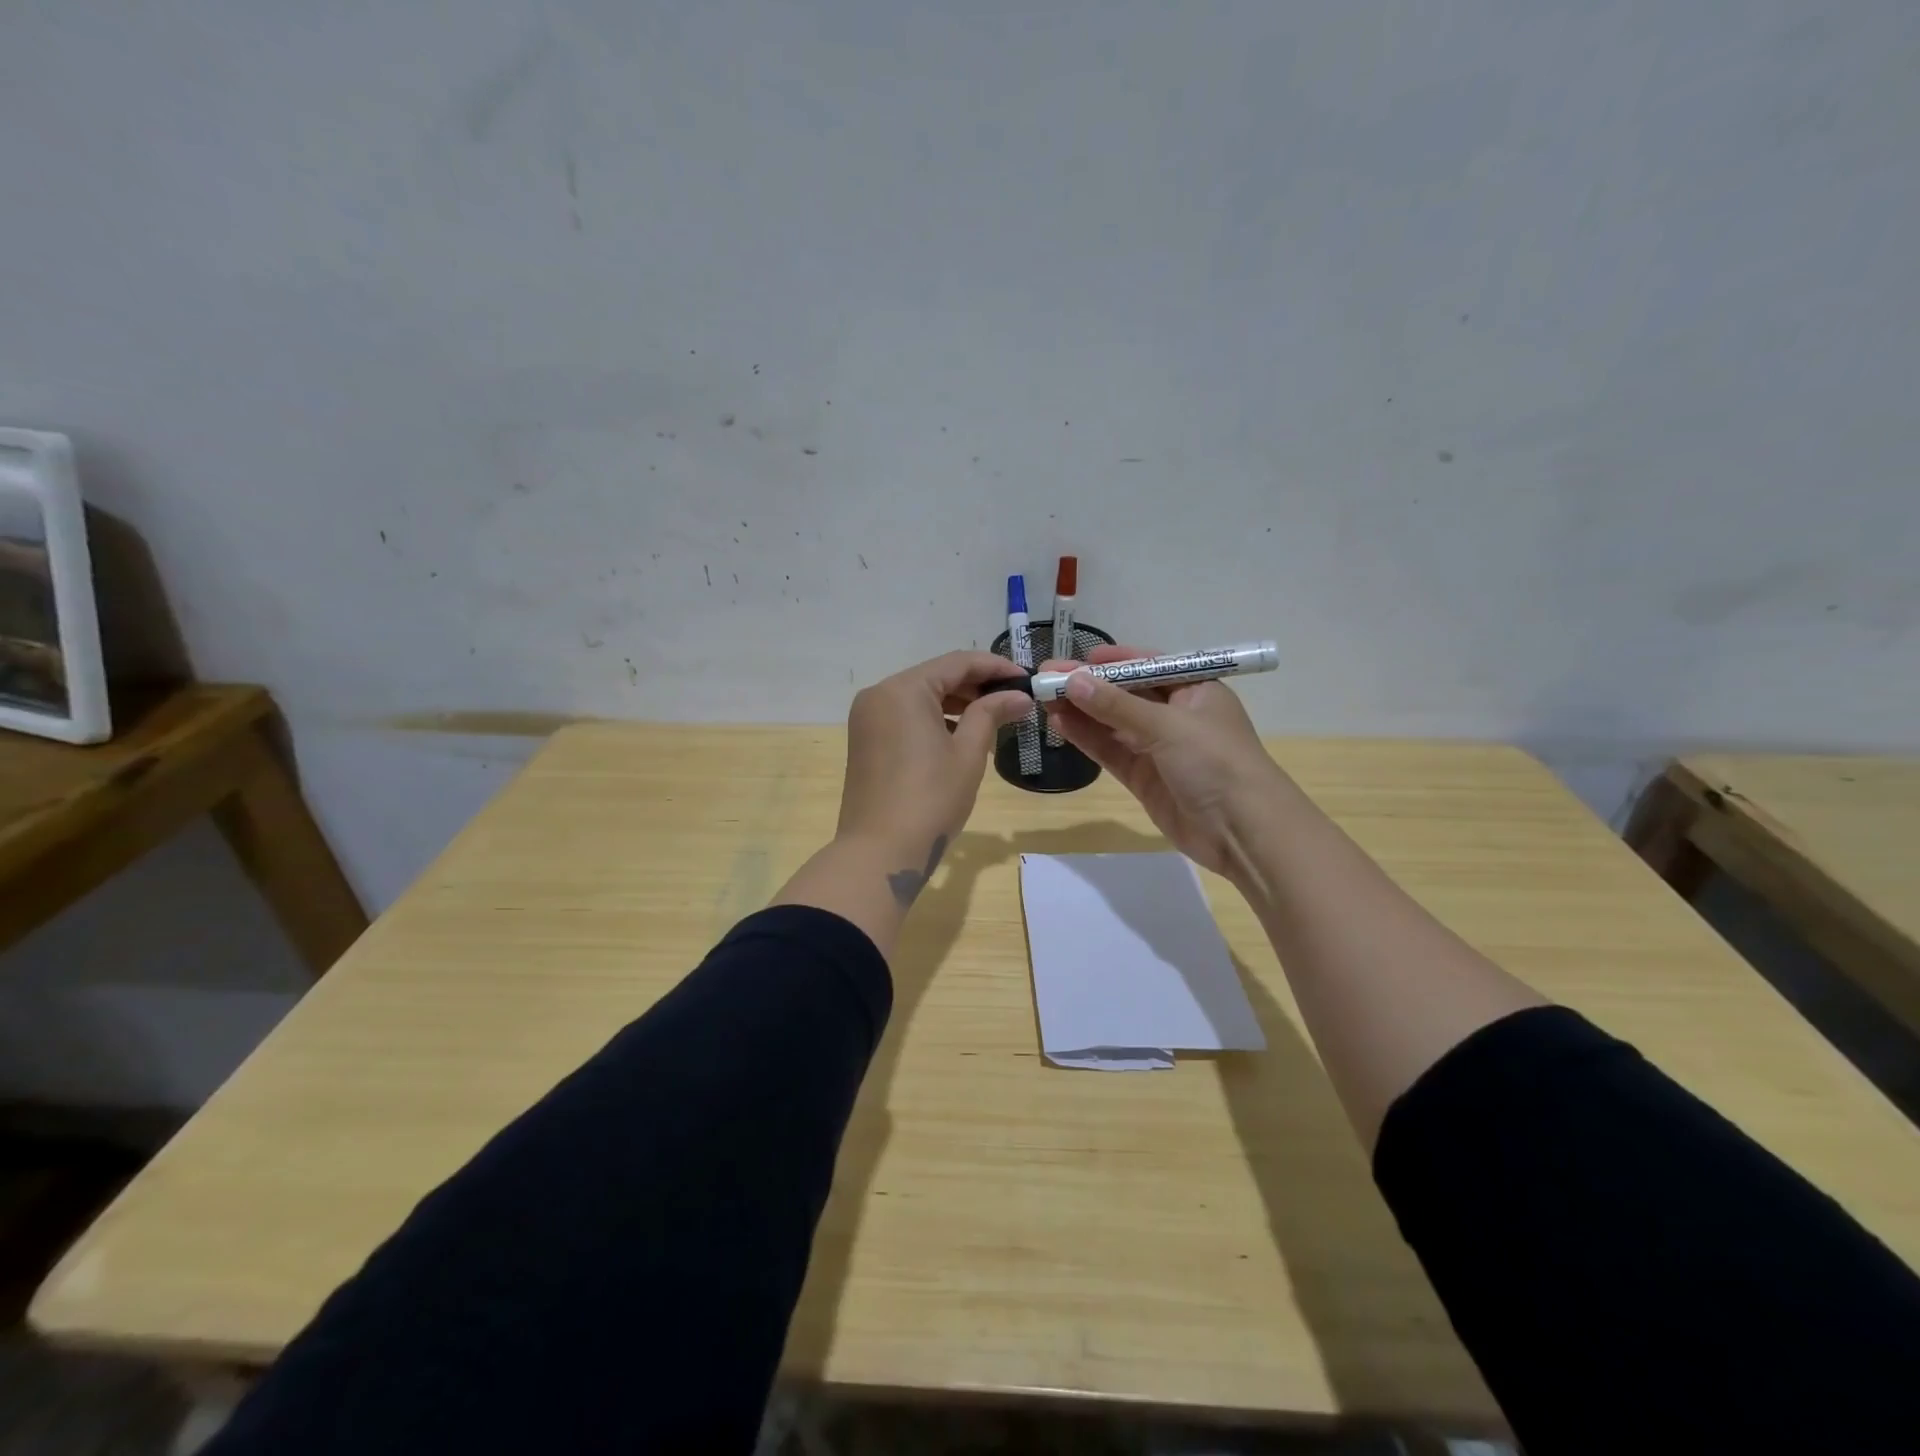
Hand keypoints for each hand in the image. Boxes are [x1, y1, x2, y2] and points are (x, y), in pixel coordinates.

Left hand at [837, 651, 1031, 894]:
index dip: (996, 667)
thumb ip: (991, 714)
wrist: (880, 852)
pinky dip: (935, 720)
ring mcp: (868, 718)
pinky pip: (906, 717)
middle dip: (977, 686)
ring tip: (996, 718)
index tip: (1027, 679)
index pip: (957, 663)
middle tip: (1015, 700)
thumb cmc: (931, 799)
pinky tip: (963, 736)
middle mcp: (879, 695)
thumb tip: (1019, 695)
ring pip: (921, 698)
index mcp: (903, 689)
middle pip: (936, 677)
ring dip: (957, 704)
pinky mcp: (866, 741)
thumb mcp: (968, 753)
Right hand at [1041, 644, 1284, 875]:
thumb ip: (1116, 705)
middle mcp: (1175, 715)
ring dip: (1080, 712)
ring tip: (1043, 699)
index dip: (1112, 662)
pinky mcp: (1144, 778)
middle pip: (1124, 694)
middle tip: (1045, 678)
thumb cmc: (1215, 762)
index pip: (1147, 666)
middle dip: (1087, 686)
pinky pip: (1110, 751)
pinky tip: (1060, 725)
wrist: (1243, 831)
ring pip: (1112, 723)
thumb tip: (1072, 681)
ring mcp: (1158, 748)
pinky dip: (1087, 738)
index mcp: (1194, 689)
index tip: (1076, 659)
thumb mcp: (1167, 726)